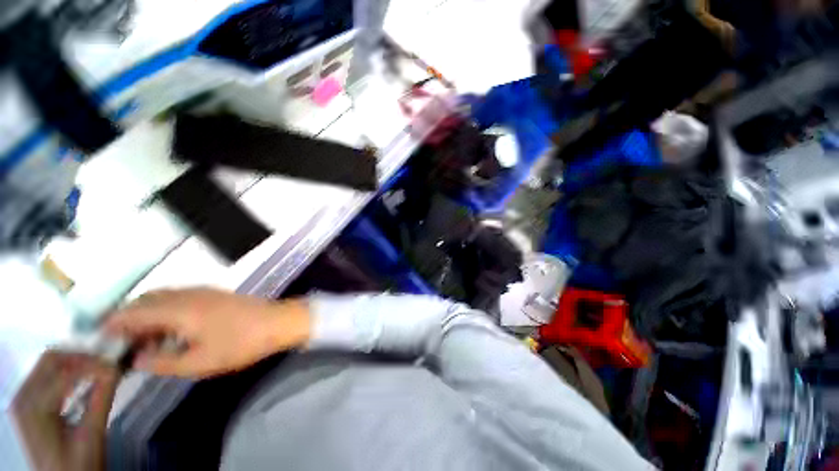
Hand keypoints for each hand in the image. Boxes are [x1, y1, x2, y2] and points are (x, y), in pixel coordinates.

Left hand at [12, 351, 119, 470]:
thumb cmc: (77, 464)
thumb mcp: (91, 436)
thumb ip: (101, 400)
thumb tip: (116, 368)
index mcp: (34, 408)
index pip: (67, 374)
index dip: (95, 365)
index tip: (119, 363)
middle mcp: (22, 397)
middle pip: (51, 360)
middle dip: (81, 357)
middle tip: (108, 361)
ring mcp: (21, 398)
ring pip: (48, 363)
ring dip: (74, 362)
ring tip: (99, 368)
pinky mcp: (27, 401)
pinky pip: (45, 375)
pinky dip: (66, 371)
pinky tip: (82, 378)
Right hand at [104, 288, 310, 377]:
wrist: (278, 321)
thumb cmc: (240, 343)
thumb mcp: (198, 362)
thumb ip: (162, 362)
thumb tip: (136, 358)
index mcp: (178, 309)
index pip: (133, 312)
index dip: (112, 322)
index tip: (97, 336)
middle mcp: (187, 294)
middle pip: (146, 301)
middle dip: (128, 319)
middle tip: (122, 343)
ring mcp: (203, 291)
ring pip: (162, 298)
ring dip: (148, 315)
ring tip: (145, 341)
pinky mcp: (214, 294)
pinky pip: (179, 298)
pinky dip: (166, 311)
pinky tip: (171, 330)